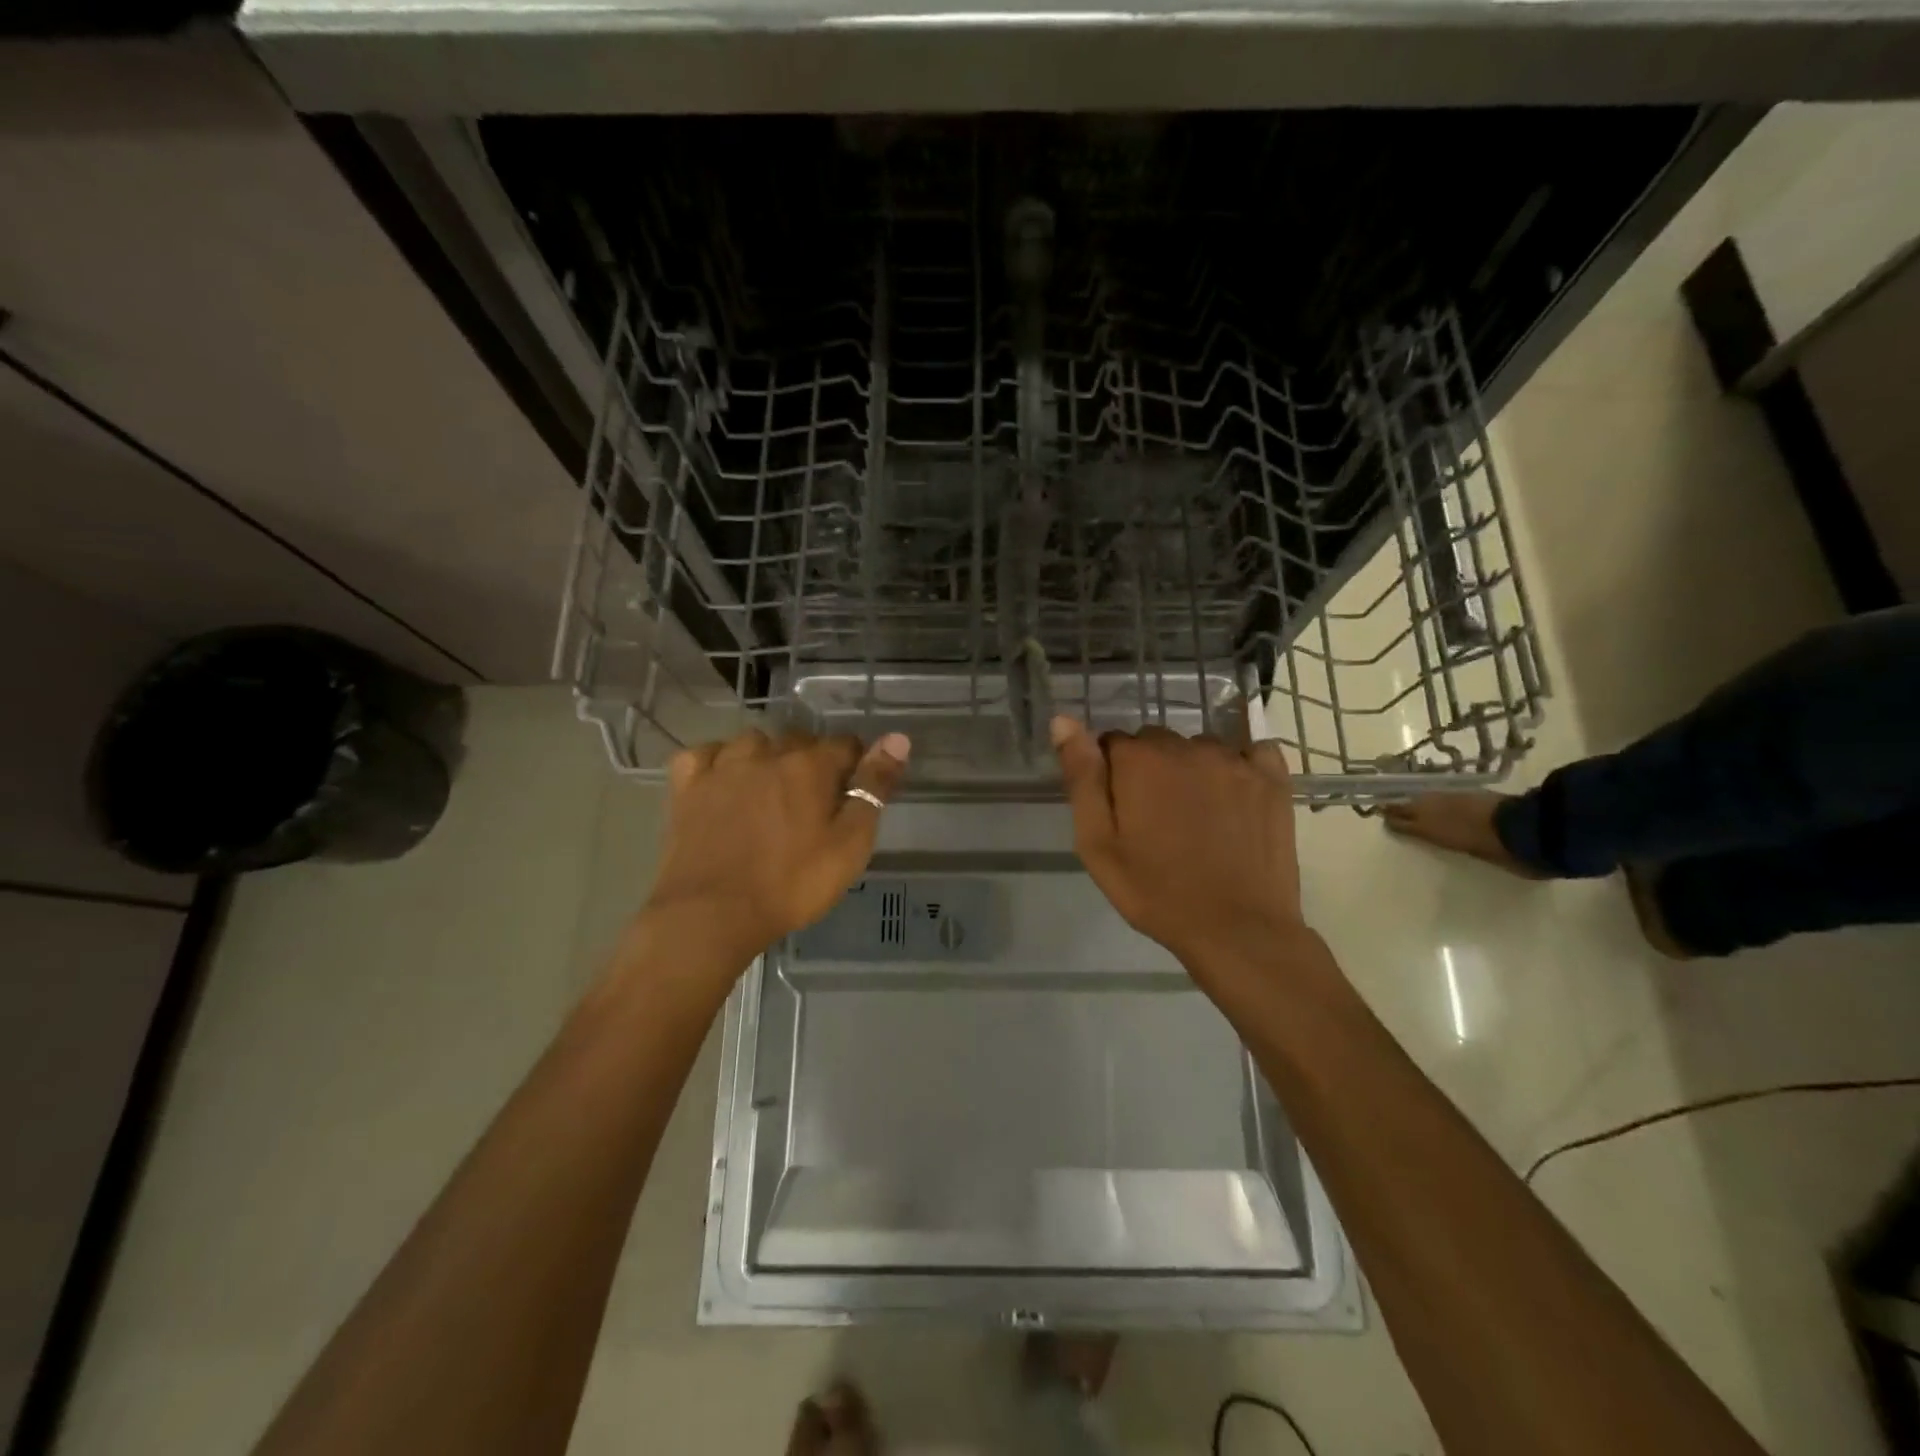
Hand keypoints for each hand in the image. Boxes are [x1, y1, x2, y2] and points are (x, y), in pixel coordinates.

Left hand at [638, 729, 911, 969]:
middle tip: (814, 803)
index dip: (855, 766)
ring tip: (770, 792)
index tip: (854, 794)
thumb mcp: (850, 843)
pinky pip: (706, 755)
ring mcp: (722, 766)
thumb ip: (874, 787)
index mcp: (810, 765)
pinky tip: (724, 782)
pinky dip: (718, 762)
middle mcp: (767, 753)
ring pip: (753, 743)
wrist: (712, 914)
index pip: (845, 744)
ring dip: (767, 757)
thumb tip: (898, 738)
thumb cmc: (792, 883)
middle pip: (800, 741)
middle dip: (812, 762)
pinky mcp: (688, 786)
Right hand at [1052, 716, 1304, 978]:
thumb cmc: (1155, 892)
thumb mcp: (1097, 843)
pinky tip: (1236, 798)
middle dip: (1150, 770)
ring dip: (1192, 770)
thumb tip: (1063, 720)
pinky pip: (1252, 752)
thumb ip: (1082, 777)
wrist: (1236, 929)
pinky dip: (1241, 766)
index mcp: (1140, 760)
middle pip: (1157, 742)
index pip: (1112, 743)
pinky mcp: (1273, 779)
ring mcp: (1236, 761)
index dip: (1111, 775)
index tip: (1120, 811)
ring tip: (1197, 817)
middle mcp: (1188, 747)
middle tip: (1155, 820)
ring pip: (1200, 748)